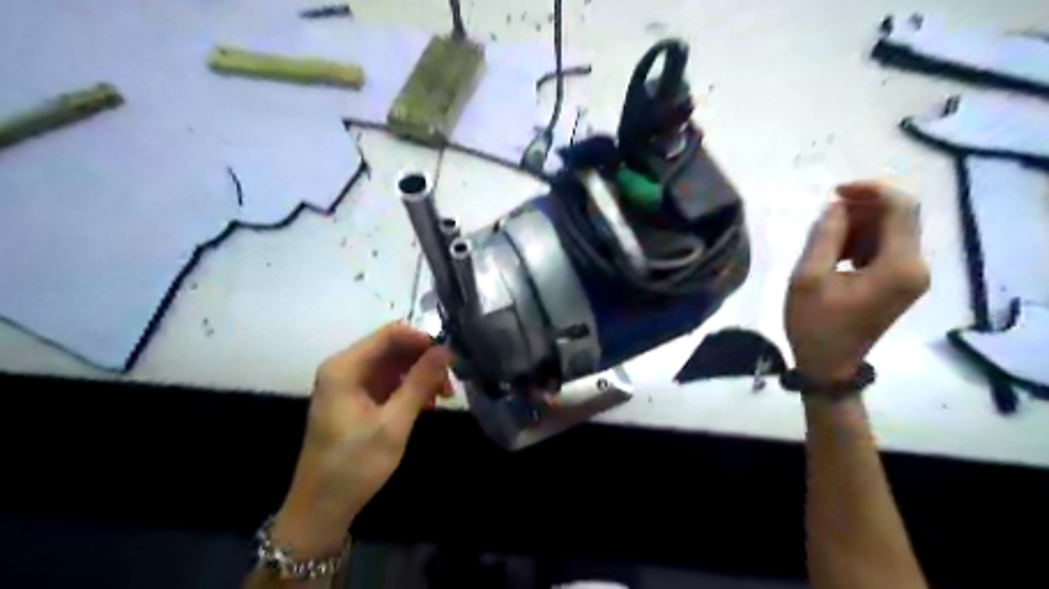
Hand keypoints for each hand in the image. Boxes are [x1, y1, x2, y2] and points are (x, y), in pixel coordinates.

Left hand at [270, 325, 451, 553]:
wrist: (321, 509)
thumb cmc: (354, 465)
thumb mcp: (393, 423)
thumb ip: (420, 382)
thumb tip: (445, 349)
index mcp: (345, 368)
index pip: (390, 334)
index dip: (422, 340)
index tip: (449, 358)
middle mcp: (344, 368)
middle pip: (393, 348)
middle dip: (423, 361)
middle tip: (449, 383)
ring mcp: (349, 384)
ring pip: (393, 365)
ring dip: (419, 376)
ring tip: (442, 397)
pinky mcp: (355, 400)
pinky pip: (387, 382)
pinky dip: (408, 389)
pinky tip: (425, 406)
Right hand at [786, 181, 924, 380]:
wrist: (828, 365)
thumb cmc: (814, 324)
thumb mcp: (808, 278)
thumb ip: (824, 237)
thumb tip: (835, 206)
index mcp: (899, 266)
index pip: (900, 209)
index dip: (870, 190)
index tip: (834, 192)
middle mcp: (916, 267)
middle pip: (899, 217)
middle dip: (862, 208)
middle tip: (823, 217)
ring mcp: (912, 276)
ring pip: (893, 231)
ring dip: (860, 225)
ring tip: (825, 238)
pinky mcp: (902, 283)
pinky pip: (888, 247)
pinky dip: (863, 241)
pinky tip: (837, 253)